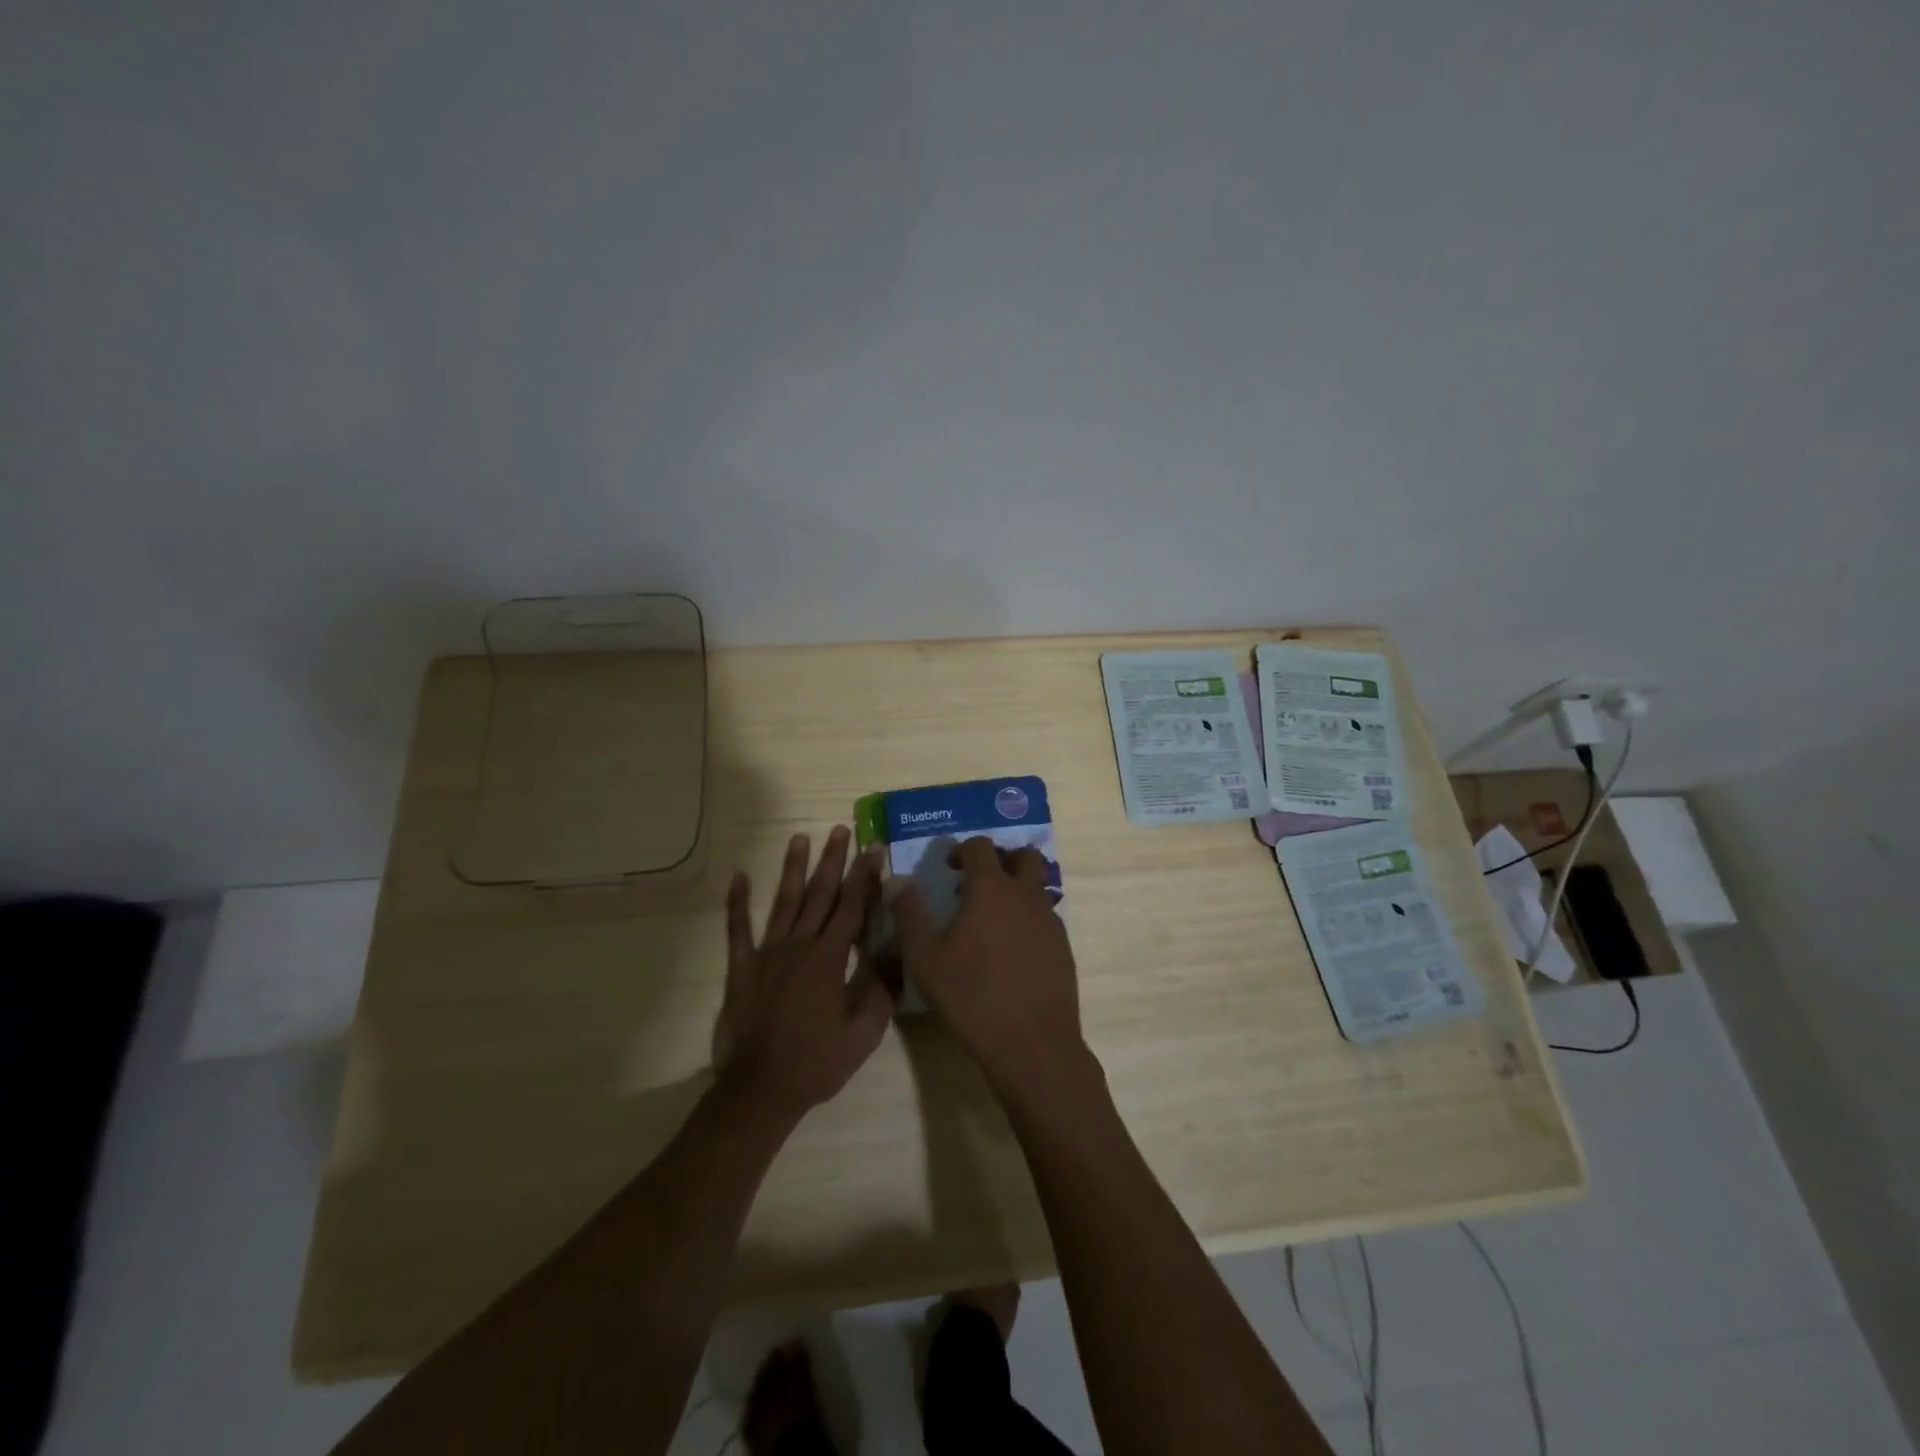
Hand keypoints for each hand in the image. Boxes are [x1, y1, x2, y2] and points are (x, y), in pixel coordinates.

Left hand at [713, 827, 893, 1124]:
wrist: (759, 1091)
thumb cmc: (817, 1063)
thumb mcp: (864, 1032)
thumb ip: (881, 988)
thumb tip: (897, 949)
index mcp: (829, 959)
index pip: (852, 907)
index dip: (864, 876)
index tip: (873, 848)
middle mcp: (798, 946)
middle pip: (819, 894)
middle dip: (832, 860)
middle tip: (840, 830)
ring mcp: (766, 954)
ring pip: (783, 902)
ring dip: (792, 869)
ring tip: (799, 838)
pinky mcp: (741, 969)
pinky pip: (737, 930)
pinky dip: (737, 903)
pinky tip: (738, 877)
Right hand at [894, 837, 1085, 1104]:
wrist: (1032, 1043)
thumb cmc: (971, 996)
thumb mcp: (925, 958)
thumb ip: (909, 914)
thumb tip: (895, 881)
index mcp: (991, 889)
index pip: (981, 846)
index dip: (963, 849)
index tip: (949, 867)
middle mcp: (1025, 895)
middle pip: (1022, 856)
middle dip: (1001, 860)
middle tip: (978, 884)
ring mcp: (1050, 920)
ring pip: (1037, 886)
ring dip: (1017, 889)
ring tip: (992, 920)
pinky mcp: (1063, 946)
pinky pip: (1045, 917)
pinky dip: (1028, 919)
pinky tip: (1011, 951)